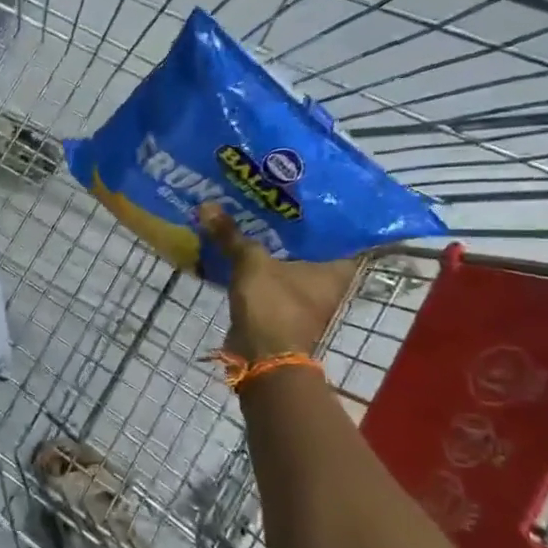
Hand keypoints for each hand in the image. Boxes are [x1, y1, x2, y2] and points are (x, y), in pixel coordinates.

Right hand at [200, 204, 359, 361]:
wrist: (262, 357)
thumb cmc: (273, 305)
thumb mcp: (251, 262)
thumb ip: (231, 235)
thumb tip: (207, 205)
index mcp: (337, 268)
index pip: (340, 229)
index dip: (323, 208)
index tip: (305, 190)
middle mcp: (328, 281)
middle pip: (310, 244)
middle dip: (289, 224)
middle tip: (271, 196)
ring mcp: (306, 296)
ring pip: (288, 260)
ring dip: (271, 244)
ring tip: (251, 214)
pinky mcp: (284, 307)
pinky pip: (272, 277)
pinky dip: (259, 265)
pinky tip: (240, 246)